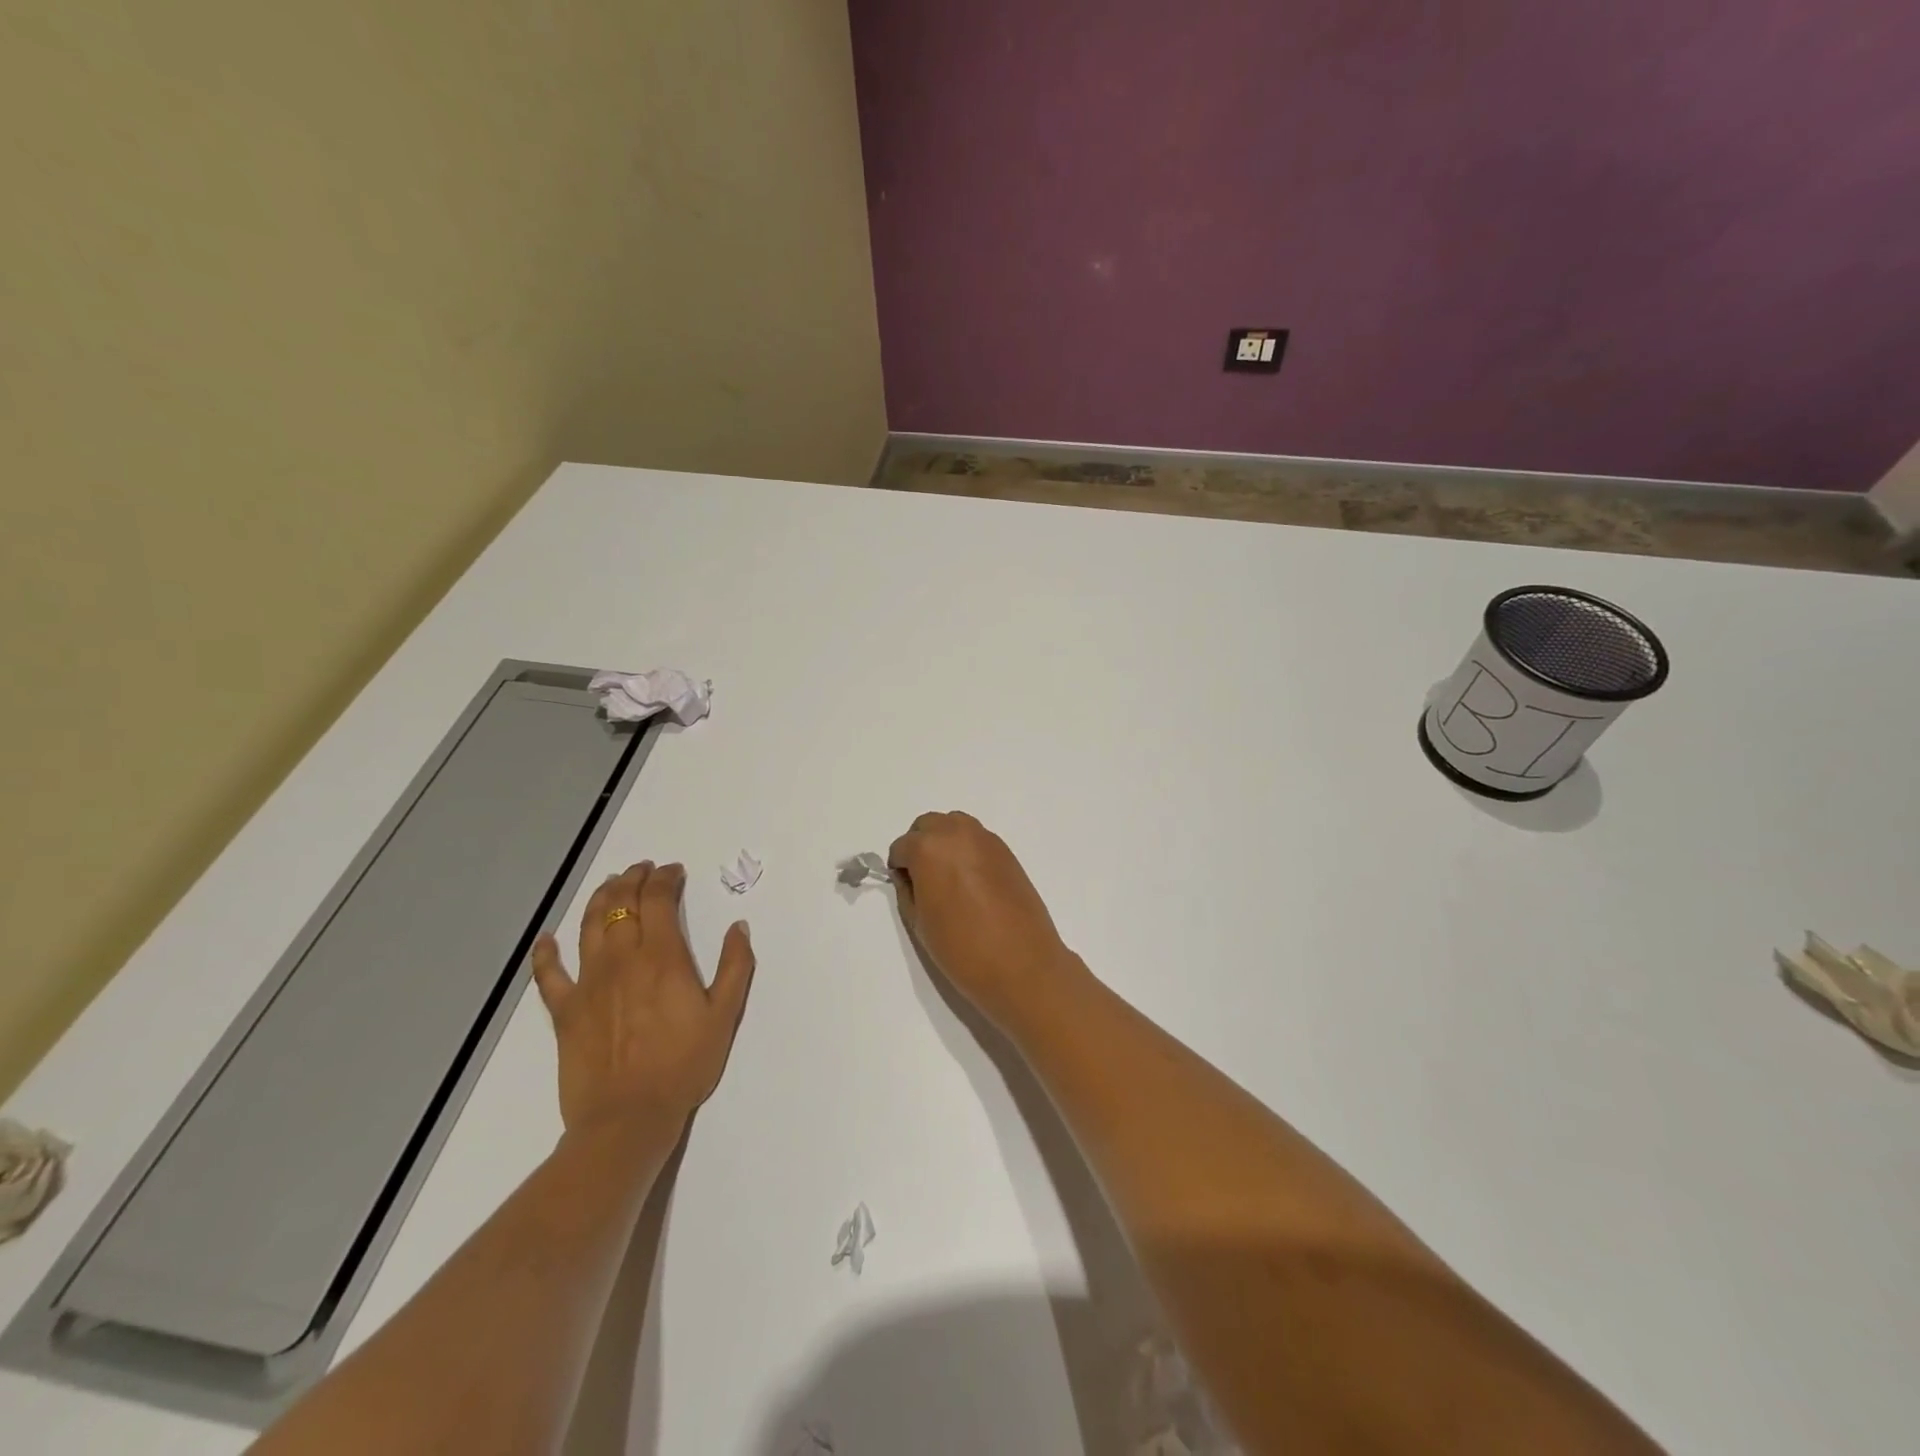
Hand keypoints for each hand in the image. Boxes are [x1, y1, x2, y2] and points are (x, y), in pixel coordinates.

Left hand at [531, 862, 755, 1135]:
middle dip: (634, 879)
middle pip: (621, 904)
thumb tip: (738, 927)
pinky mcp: (564, 1011)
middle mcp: (621, 959)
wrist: (628, 1118)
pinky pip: (549, 975)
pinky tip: (546, 939)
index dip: (665, 879)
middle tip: (644, 870)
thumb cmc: (684, 1065)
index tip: (674, 872)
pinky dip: (546, 953)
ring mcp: (588, 983)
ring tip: (610, 885)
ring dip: (599, 898)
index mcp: (662, 957)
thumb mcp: (725, 1015)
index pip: (658, 900)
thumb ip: (735, 966)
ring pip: (587, 926)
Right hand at [887, 812, 1079, 1032]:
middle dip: (920, 846)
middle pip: (929, 826)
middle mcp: (957, 833)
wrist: (1022, 964)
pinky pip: (978, 839)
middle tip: (924, 880)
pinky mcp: (1007, 851)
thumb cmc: (963, 949)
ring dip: (945, 842)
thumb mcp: (920, 923)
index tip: (907, 888)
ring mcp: (986, 839)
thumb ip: (908, 891)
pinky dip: (968, 850)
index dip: (900, 868)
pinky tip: (973, 882)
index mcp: (929, 849)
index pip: (902, 847)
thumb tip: (910, 877)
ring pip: (955, 826)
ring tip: (949, 878)